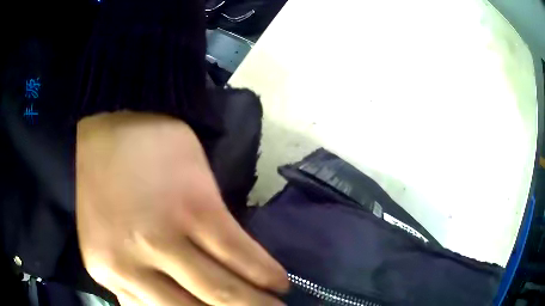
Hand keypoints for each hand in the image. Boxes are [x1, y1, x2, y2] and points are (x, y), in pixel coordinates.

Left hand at [76, 112, 287, 304]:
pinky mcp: (198, 208)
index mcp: (108, 273)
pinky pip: (242, 256)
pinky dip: (266, 275)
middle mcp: (133, 265)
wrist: (112, 125)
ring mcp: (166, 237)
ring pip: (225, 293)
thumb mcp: (101, 246)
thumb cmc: (104, 186)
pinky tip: (279, 283)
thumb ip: (128, 287)